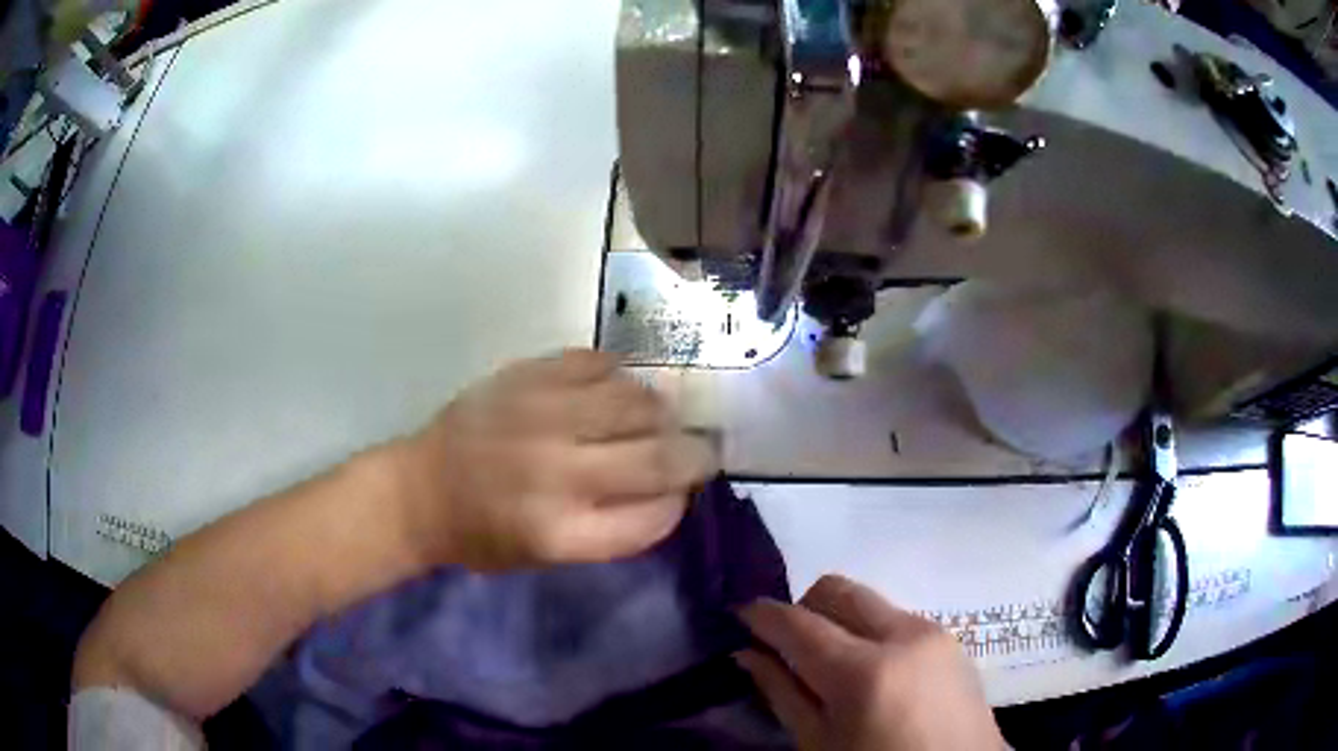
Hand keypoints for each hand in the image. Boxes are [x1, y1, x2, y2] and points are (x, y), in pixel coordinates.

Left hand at [393, 349, 717, 570]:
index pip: (655, 516)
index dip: (678, 502)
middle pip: (658, 458)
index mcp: (561, 532)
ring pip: (638, 402)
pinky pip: (599, 363)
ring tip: (656, 419)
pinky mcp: (528, 375)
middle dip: (695, 455)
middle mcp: (557, 472)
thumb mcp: (549, 557)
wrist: (420, 489)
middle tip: (700, 452)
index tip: (681, 493)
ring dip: (661, 413)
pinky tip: (615, 390)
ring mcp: (542, 415)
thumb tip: (670, 488)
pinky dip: (620, 376)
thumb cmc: (483, 535)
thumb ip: (613, 527)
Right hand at [738, 575, 1003, 750]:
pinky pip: (897, 618)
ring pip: (869, 602)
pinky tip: (870, 673)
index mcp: (864, 671)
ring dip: (839, 621)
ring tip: (831, 666)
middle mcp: (903, 635)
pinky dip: (870, 632)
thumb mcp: (819, 745)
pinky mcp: (950, 637)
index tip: (740, 615)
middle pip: (838, 590)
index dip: (762, 615)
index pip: (799, 623)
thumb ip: (782, 694)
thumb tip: (749, 654)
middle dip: (803, 607)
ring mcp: (932, 632)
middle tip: (786, 644)